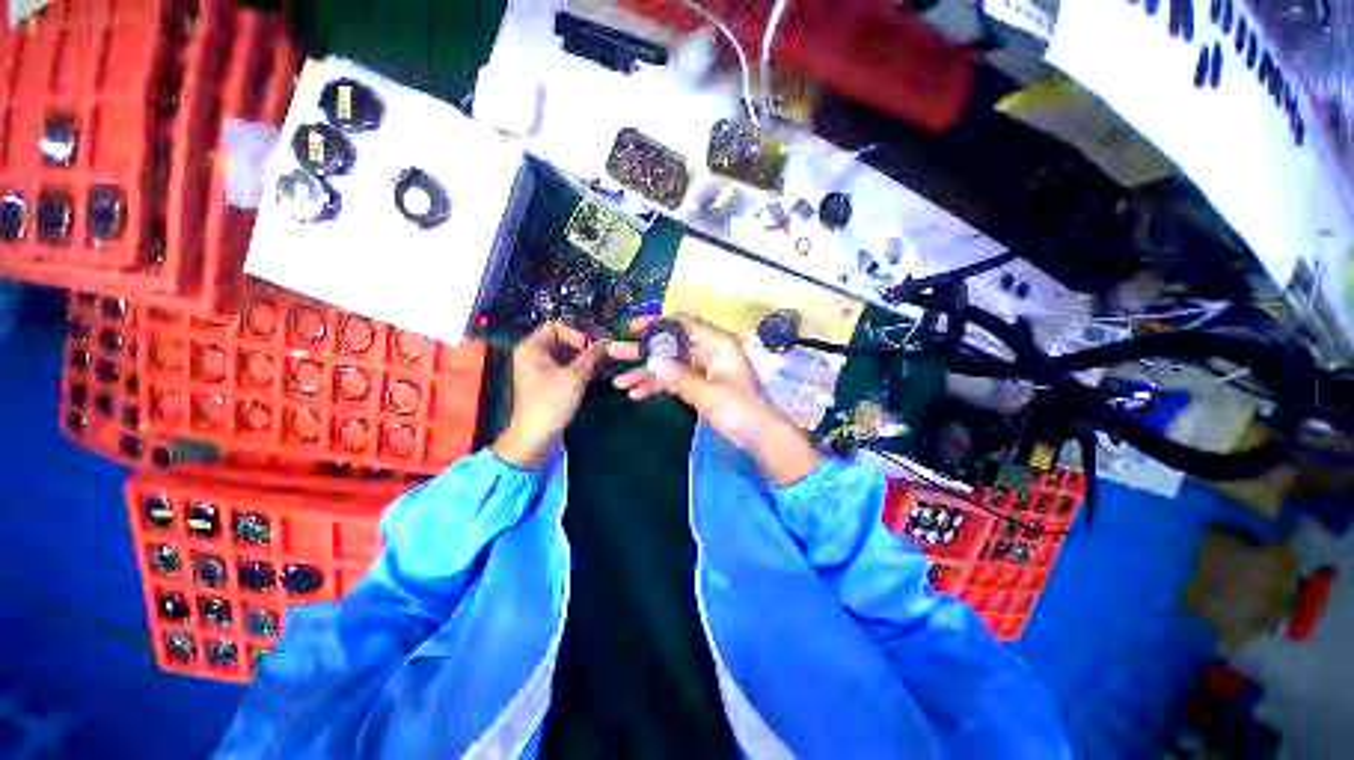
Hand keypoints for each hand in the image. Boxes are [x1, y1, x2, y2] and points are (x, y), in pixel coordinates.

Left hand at [494, 321, 606, 468]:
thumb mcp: (573, 377)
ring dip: (585, 354)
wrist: (536, 436)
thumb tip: (607, 340)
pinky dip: (581, 365)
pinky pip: (567, 364)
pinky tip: (597, 369)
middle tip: (603, 350)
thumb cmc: (550, 403)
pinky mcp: (550, 380)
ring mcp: (542, 367)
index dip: (575, 332)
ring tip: (604, 359)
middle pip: (563, 338)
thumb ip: (591, 356)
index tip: (590, 346)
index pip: (556, 325)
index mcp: (532, 347)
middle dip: (584, 342)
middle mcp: (535, 353)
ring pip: (567, 352)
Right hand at [608, 317, 820, 484]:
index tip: (629, 328)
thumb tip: (651, 359)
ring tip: (618, 384)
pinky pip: (675, 380)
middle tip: (613, 353)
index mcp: (718, 344)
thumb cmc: (741, 412)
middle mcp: (710, 351)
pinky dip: (658, 386)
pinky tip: (637, 395)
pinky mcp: (701, 385)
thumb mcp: (709, 394)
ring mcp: (704, 369)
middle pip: (671, 345)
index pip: (682, 324)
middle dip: (643, 351)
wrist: (762, 439)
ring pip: (670, 364)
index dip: (655, 324)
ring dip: (646, 373)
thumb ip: (679, 377)